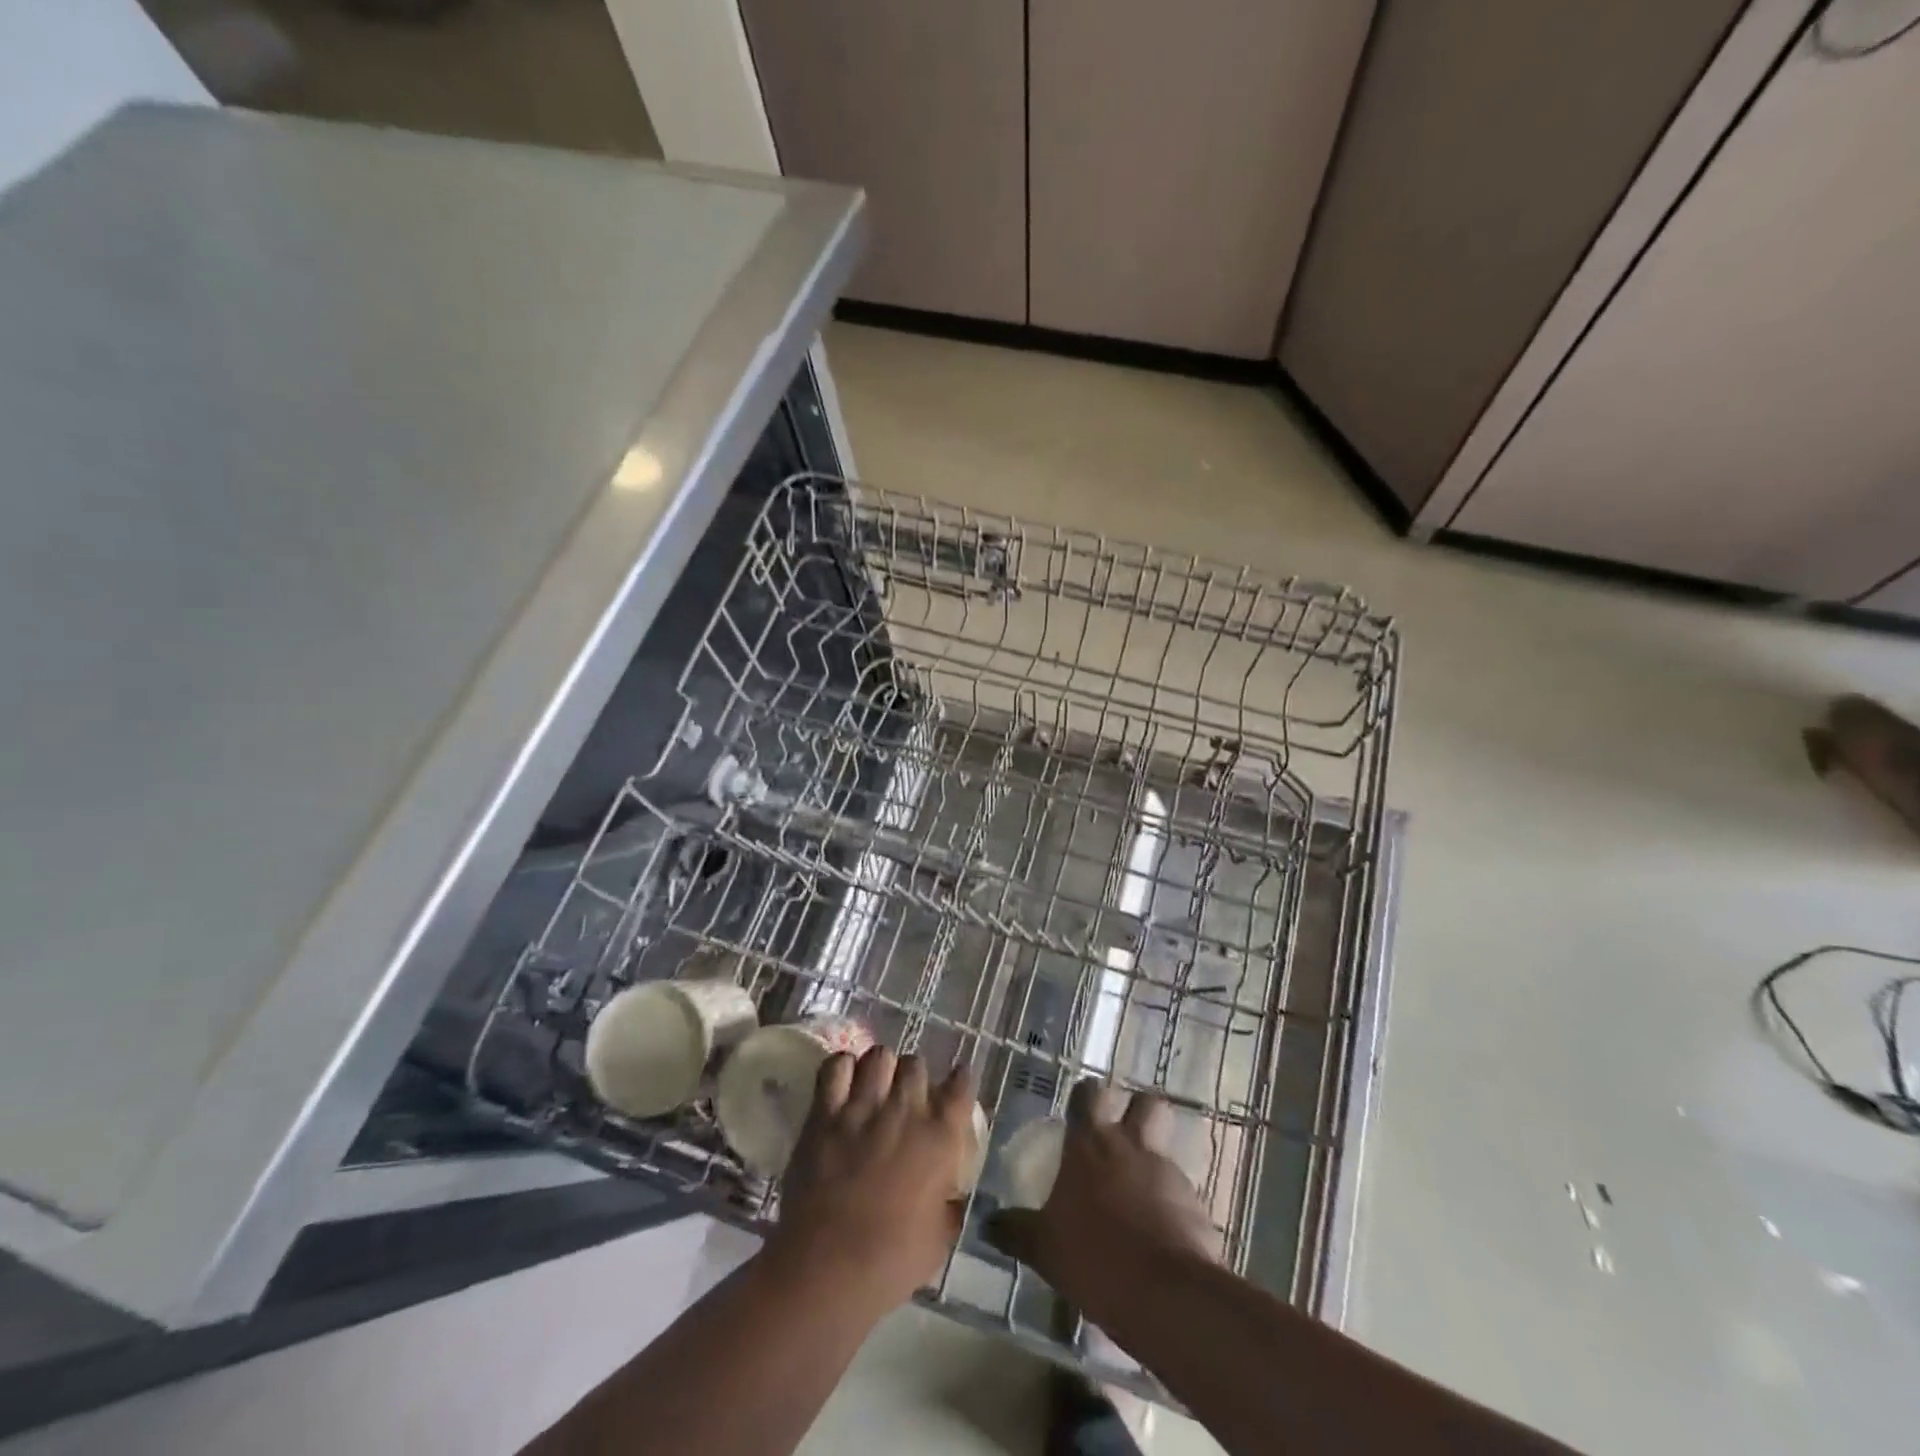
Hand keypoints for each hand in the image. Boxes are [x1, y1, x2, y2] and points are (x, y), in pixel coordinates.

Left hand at [765, 1046, 977, 1314]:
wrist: (829, 1266)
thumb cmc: (891, 1262)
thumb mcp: (938, 1240)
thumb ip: (948, 1206)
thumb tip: (950, 1195)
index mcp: (941, 1137)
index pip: (961, 1085)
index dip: (958, 1080)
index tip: (954, 1084)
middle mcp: (907, 1109)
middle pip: (916, 1063)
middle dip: (913, 1076)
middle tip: (905, 1097)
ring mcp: (864, 1106)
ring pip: (879, 1056)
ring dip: (880, 1068)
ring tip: (874, 1086)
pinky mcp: (825, 1112)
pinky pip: (836, 1066)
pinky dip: (841, 1068)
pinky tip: (842, 1083)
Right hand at [986, 1079, 1216, 1324]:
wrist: (1166, 1296)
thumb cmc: (1094, 1258)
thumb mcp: (1044, 1248)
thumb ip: (1016, 1230)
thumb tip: (987, 1223)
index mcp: (1090, 1144)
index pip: (1088, 1094)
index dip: (1086, 1097)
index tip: (1080, 1111)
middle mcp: (1131, 1146)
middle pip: (1146, 1103)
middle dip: (1138, 1111)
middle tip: (1122, 1135)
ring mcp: (1168, 1173)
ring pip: (1167, 1147)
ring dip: (1155, 1160)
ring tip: (1140, 1193)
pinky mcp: (1197, 1205)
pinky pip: (1182, 1193)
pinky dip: (1172, 1205)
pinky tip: (1159, 1236)